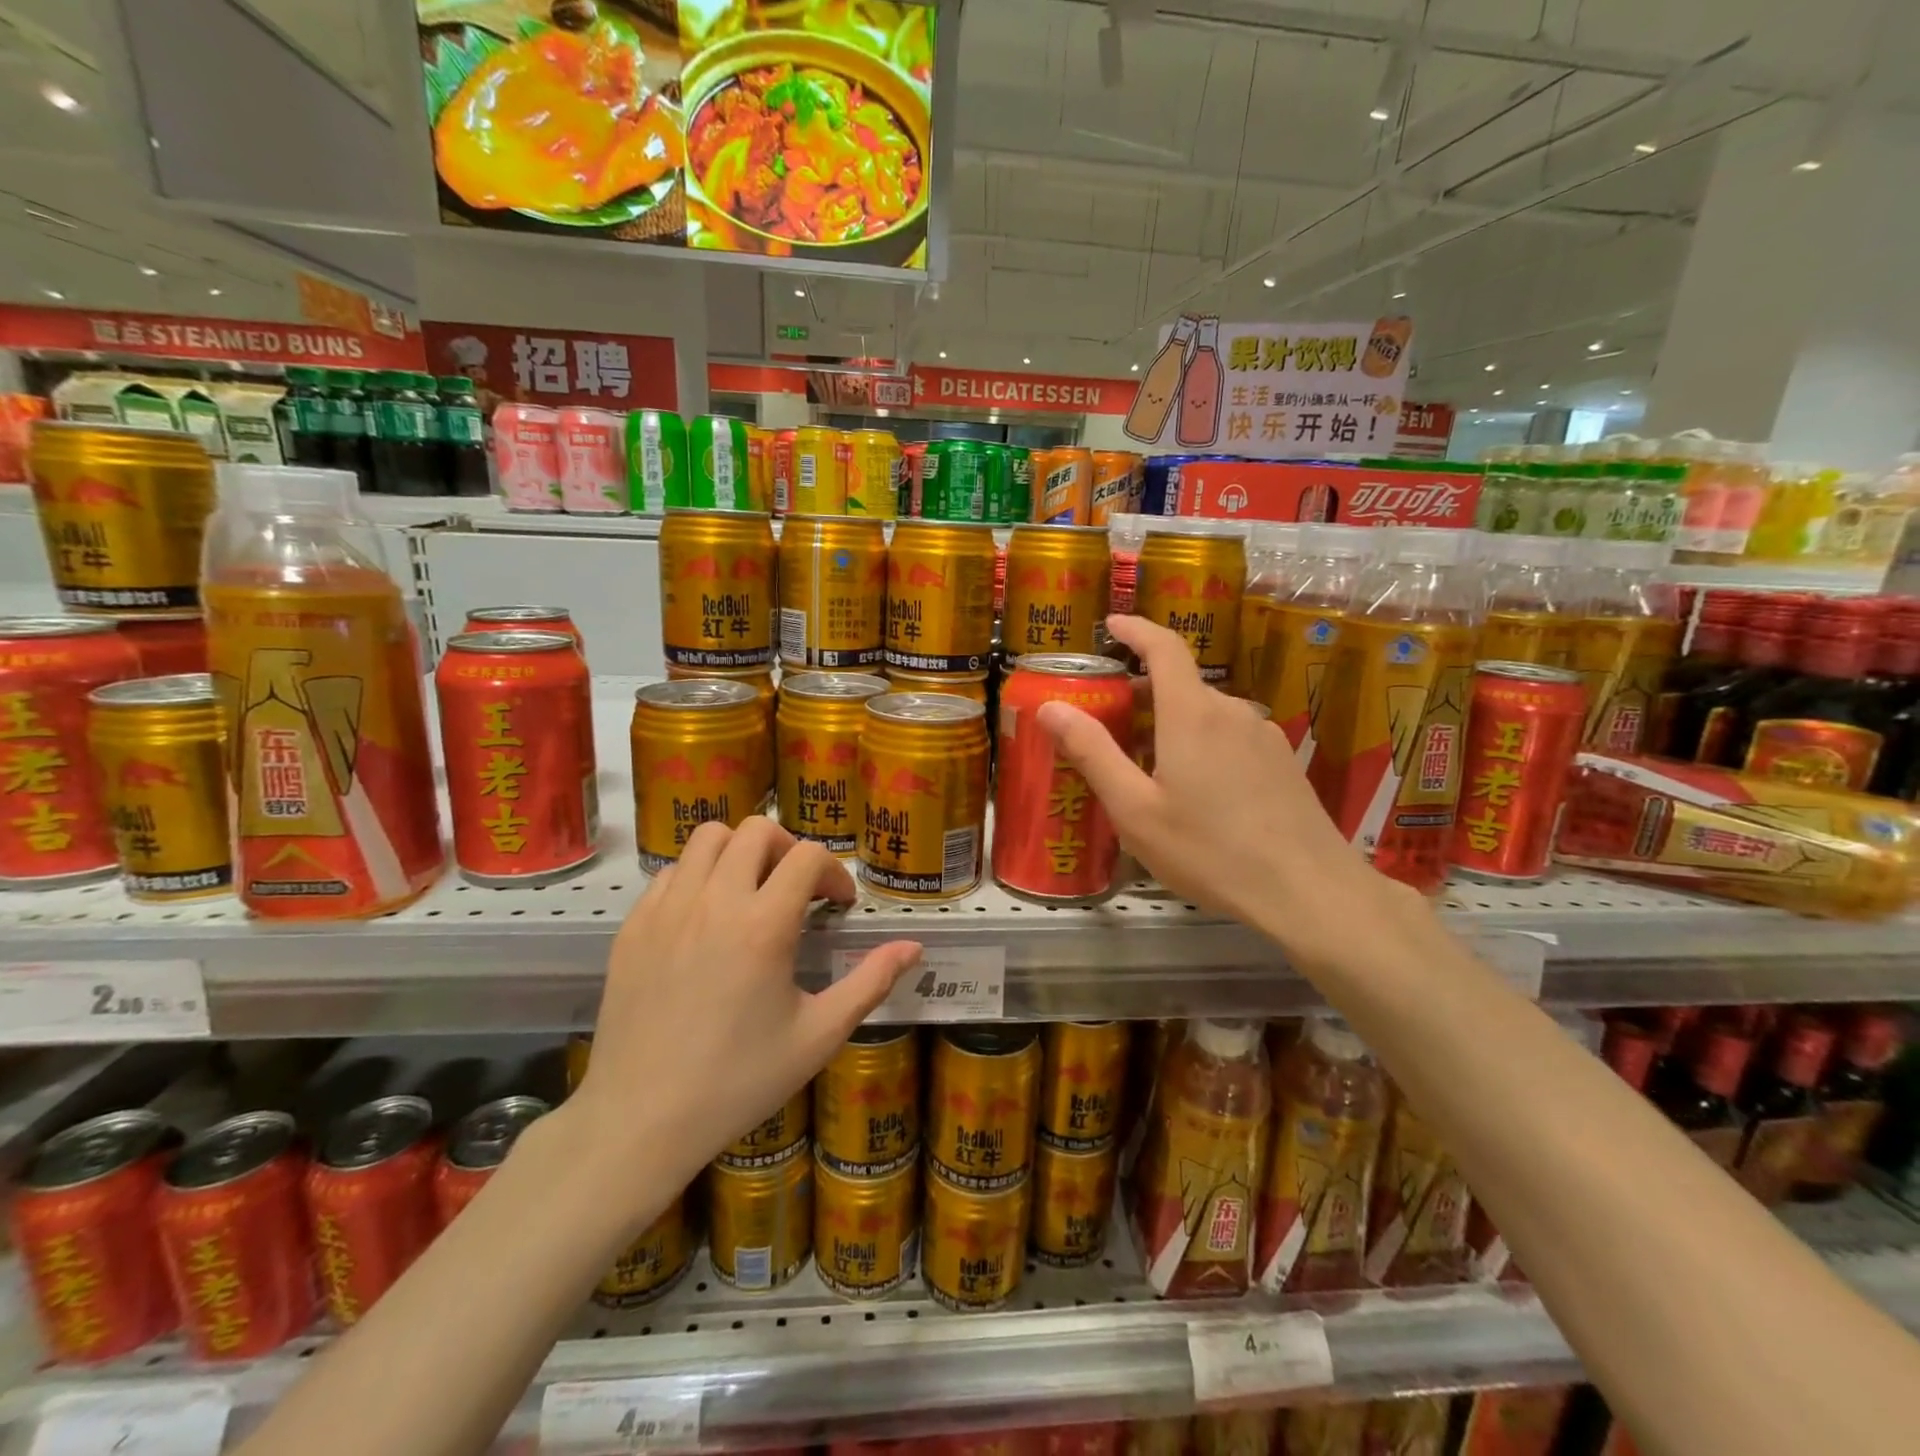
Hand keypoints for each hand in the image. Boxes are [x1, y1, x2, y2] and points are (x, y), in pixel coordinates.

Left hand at [570, 818, 920, 1223]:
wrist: (641, 1120)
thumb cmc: (739, 1081)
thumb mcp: (818, 1036)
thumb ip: (870, 983)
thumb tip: (913, 947)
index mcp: (764, 925)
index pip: (808, 856)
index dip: (834, 873)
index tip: (838, 906)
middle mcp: (715, 901)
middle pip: (758, 830)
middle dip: (789, 850)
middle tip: (797, 890)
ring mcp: (667, 909)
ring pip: (708, 838)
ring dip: (740, 852)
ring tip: (751, 892)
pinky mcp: (634, 926)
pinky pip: (670, 873)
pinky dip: (697, 878)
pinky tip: (706, 920)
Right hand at [1037, 614, 1393, 965]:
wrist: (1308, 891)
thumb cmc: (1209, 851)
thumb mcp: (1136, 809)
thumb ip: (1093, 753)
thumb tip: (1049, 707)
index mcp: (1193, 714)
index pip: (1164, 647)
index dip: (1136, 630)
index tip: (1111, 625)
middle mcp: (1232, 711)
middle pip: (1182, 685)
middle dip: (1142, 693)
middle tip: (1108, 723)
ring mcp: (1264, 736)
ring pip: (1207, 715)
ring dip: (1172, 724)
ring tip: (1146, 766)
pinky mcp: (1283, 762)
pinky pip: (1231, 737)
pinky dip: (1201, 743)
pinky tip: (1195, 791)